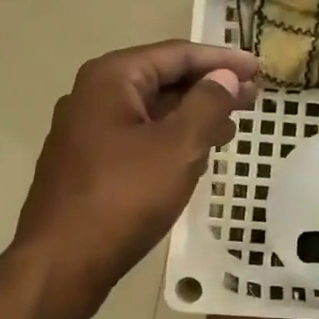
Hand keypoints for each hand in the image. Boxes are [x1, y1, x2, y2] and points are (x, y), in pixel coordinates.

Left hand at [13, 40, 257, 316]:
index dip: (221, 60)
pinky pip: (138, 136)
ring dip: (193, 114)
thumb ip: (207, 105)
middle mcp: (93, 95)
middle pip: (162, 79)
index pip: (177, 54)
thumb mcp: (177, 147)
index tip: (257, 68)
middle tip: (252, 96)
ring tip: (233, 123)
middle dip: (209, 86)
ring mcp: (86, 131)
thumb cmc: (123, 198)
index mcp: (111, 78)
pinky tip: (196, 152)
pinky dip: (171, 137)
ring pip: (151, 110)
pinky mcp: (87, 162)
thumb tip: (224, 77)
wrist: (61, 264)